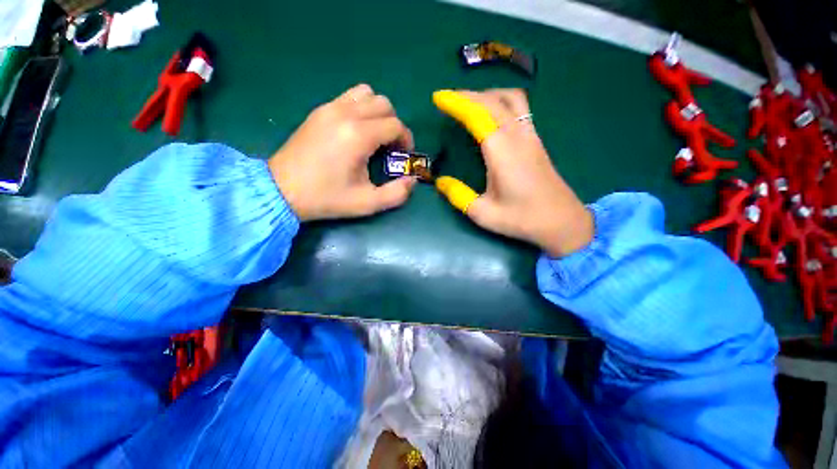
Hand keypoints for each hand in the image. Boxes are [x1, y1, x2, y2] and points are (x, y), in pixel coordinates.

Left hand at [269, 84, 417, 221]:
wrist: (281, 190)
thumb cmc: (326, 198)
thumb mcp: (367, 203)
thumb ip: (396, 194)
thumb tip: (412, 180)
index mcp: (358, 136)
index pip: (395, 125)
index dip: (406, 139)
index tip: (403, 155)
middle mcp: (346, 114)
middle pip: (384, 104)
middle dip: (394, 125)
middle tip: (390, 147)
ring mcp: (329, 108)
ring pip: (366, 94)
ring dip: (377, 112)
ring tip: (374, 135)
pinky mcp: (319, 111)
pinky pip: (348, 97)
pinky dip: (360, 108)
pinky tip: (356, 131)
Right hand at [433, 89, 592, 256]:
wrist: (562, 221)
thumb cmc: (522, 219)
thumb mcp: (483, 213)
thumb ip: (459, 195)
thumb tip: (440, 181)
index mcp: (502, 152)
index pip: (477, 115)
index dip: (456, 103)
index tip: (438, 98)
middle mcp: (518, 137)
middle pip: (493, 101)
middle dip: (467, 96)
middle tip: (447, 100)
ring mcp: (531, 136)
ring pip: (511, 99)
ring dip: (487, 95)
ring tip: (469, 103)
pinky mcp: (537, 141)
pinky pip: (520, 109)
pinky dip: (501, 102)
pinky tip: (492, 115)